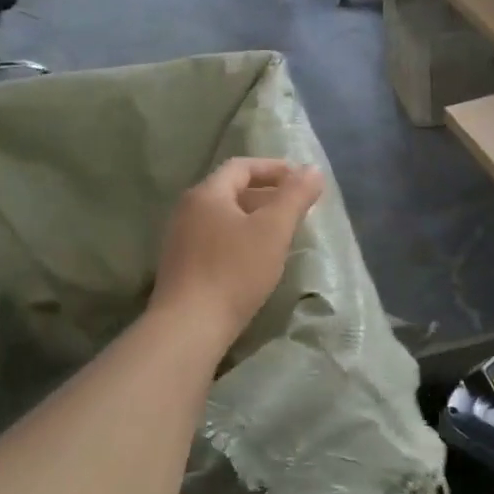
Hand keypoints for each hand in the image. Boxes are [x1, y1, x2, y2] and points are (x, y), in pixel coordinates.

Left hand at [151, 157, 325, 346]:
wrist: (189, 326)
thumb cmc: (234, 270)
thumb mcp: (274, 229)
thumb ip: (295, 195)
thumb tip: (313, 169)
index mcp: (207, 194)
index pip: (242, 166)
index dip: (275, 169)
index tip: (302, 180)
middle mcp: (188, 210)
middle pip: (232, 190)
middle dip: (267, 193)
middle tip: (297, 206)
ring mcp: (181, 239)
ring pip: (224, 216)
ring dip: (255, 217)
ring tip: (282, 232)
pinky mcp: (182, 266)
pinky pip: (216, 239)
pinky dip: (241, 238)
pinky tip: (257, 258)